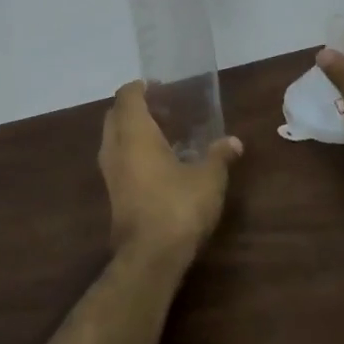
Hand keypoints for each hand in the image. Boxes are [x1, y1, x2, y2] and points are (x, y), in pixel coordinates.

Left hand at [98, 81, 242, 261]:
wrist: (149, 256)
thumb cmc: (178, 206)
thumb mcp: (209, 179)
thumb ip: (219, 156)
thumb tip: (234, 142)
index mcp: (134, 133)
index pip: (127, 96)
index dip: (140, 87)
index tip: (158, 86)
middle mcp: (115, 147)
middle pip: (115, 115)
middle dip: (134, 108)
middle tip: (163, 110)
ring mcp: (109, 172)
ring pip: (113, 139)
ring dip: (131, 132)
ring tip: (163, 136)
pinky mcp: (112, 194)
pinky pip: (118, 160)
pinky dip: (131, 153)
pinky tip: (157, 165)